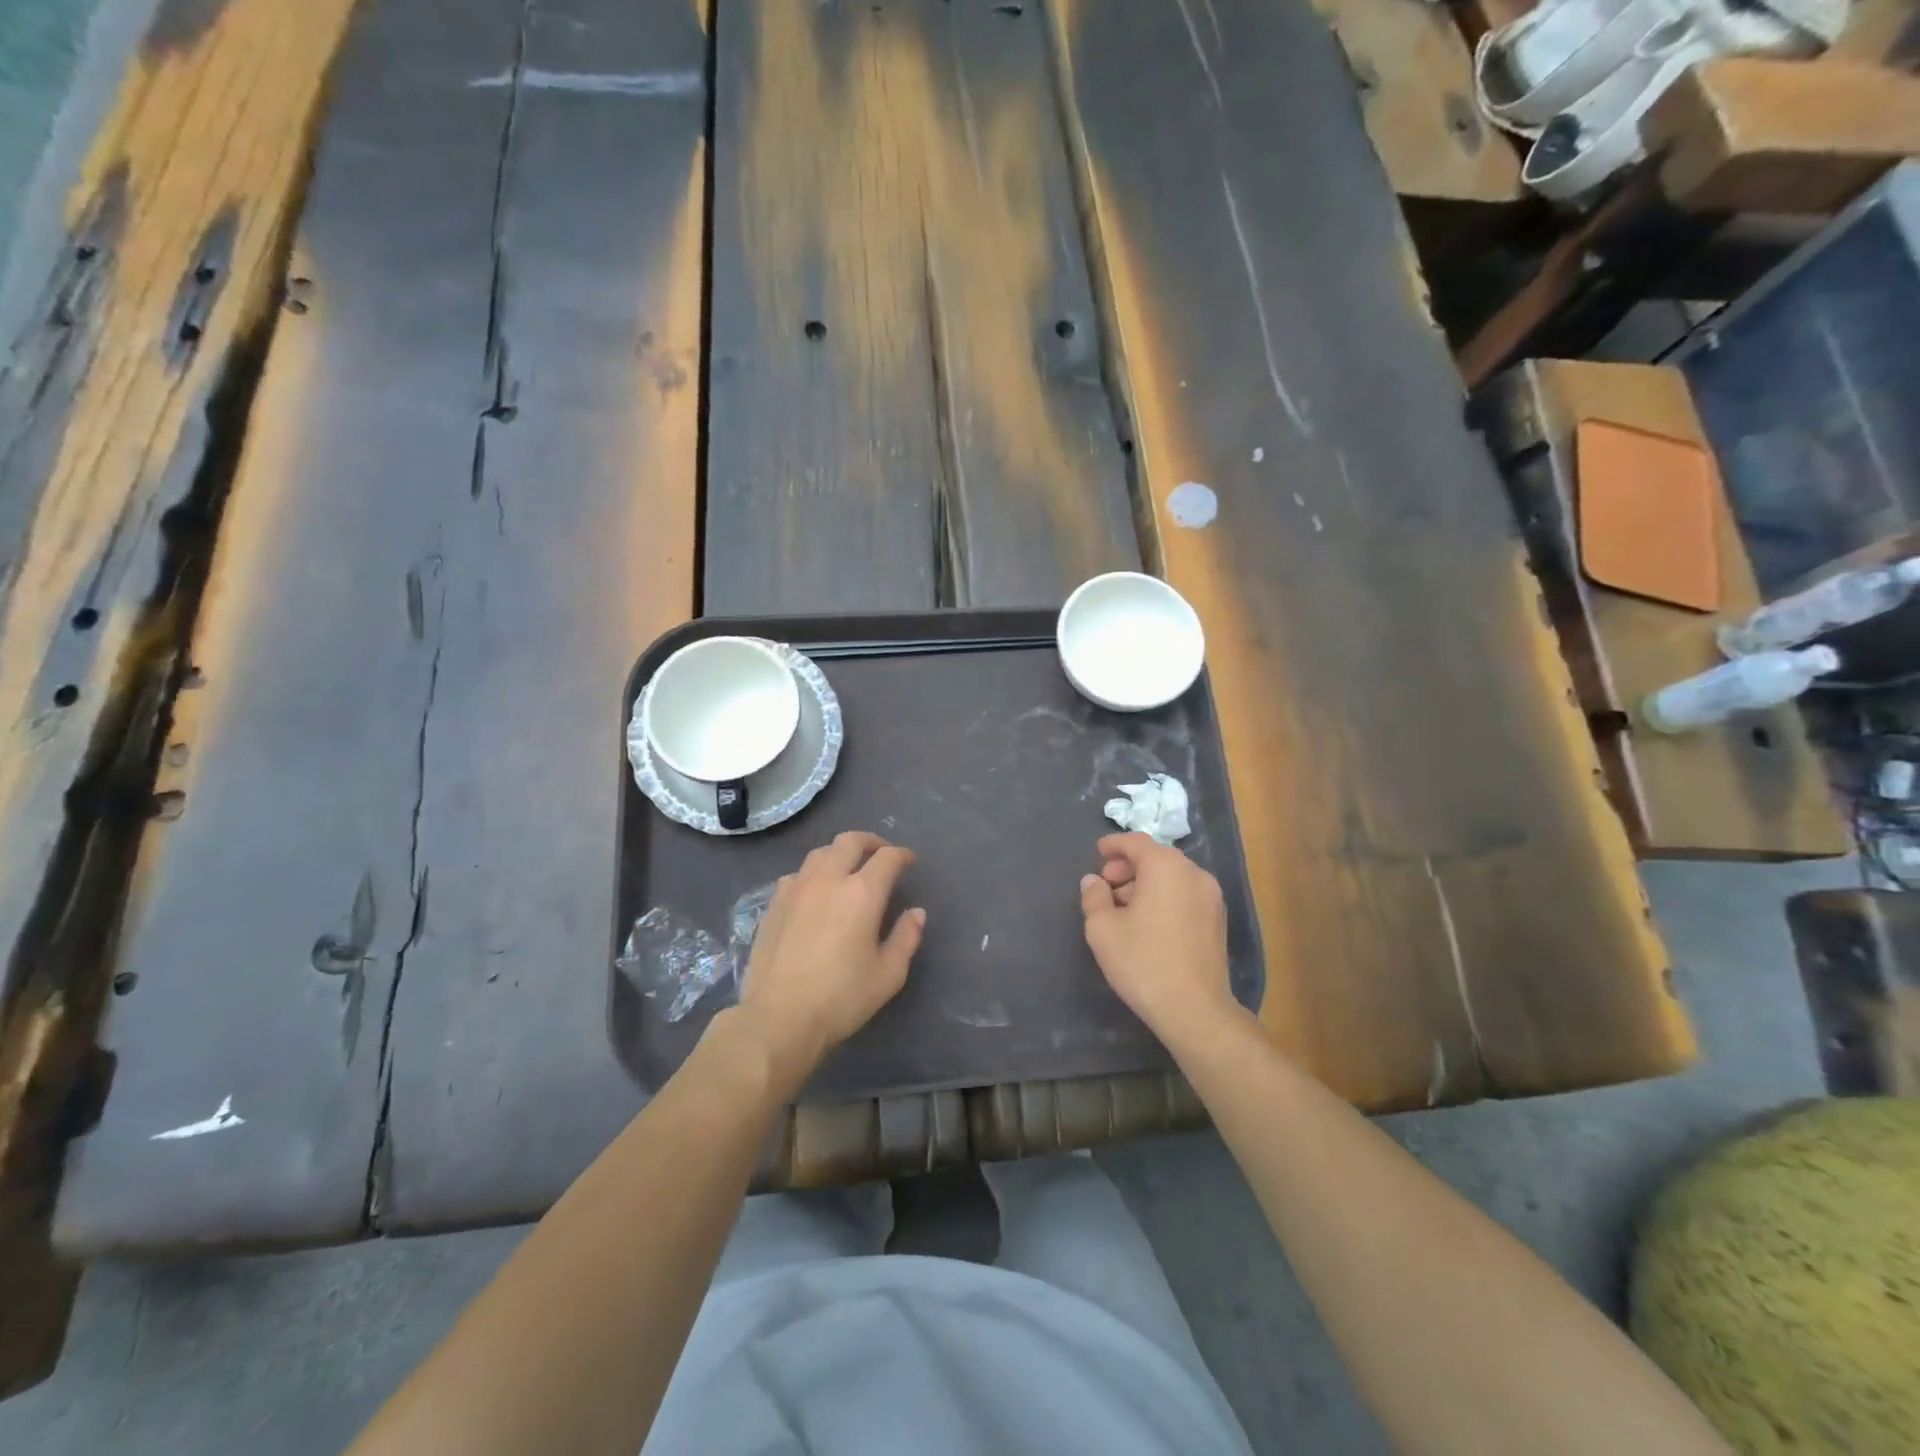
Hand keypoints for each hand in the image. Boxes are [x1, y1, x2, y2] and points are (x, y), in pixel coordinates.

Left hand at [733, 831, 925, 1087]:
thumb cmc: (841, 998)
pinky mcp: (774, 904)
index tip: (908, 861)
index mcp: (862, 893)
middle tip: (880, 854)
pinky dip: (813, 873)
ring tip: (847, 868)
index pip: (887, 858)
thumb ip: (907, 938)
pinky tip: (815, 892)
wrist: (779, 1018)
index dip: (901, 855)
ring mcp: (796, 889)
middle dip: (870, 842)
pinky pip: (797, 874)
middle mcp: (829, 880)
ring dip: (839, 853)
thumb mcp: (888, 974)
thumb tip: (916, 913)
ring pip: (820, 853)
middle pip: (850, 841)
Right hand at [1080, 833, 1240, 1044]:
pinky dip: (1164, 897)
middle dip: (1128, 866)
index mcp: (1166, 867)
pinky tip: (1147, 921)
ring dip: (1146, 883)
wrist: (1194, 1009)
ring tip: (1123, 906)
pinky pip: (1185, 894)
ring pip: (1172, 877)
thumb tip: (1093, 881)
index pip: (1137, 842)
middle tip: (1106, 883)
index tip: (1097, 852)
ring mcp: (1211, 897)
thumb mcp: (1103, 928)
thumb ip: (1094, 897)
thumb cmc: (1143, 961)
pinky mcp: (1217, 921)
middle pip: (1156, 858)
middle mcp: (1194, 874)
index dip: (1114, 845)